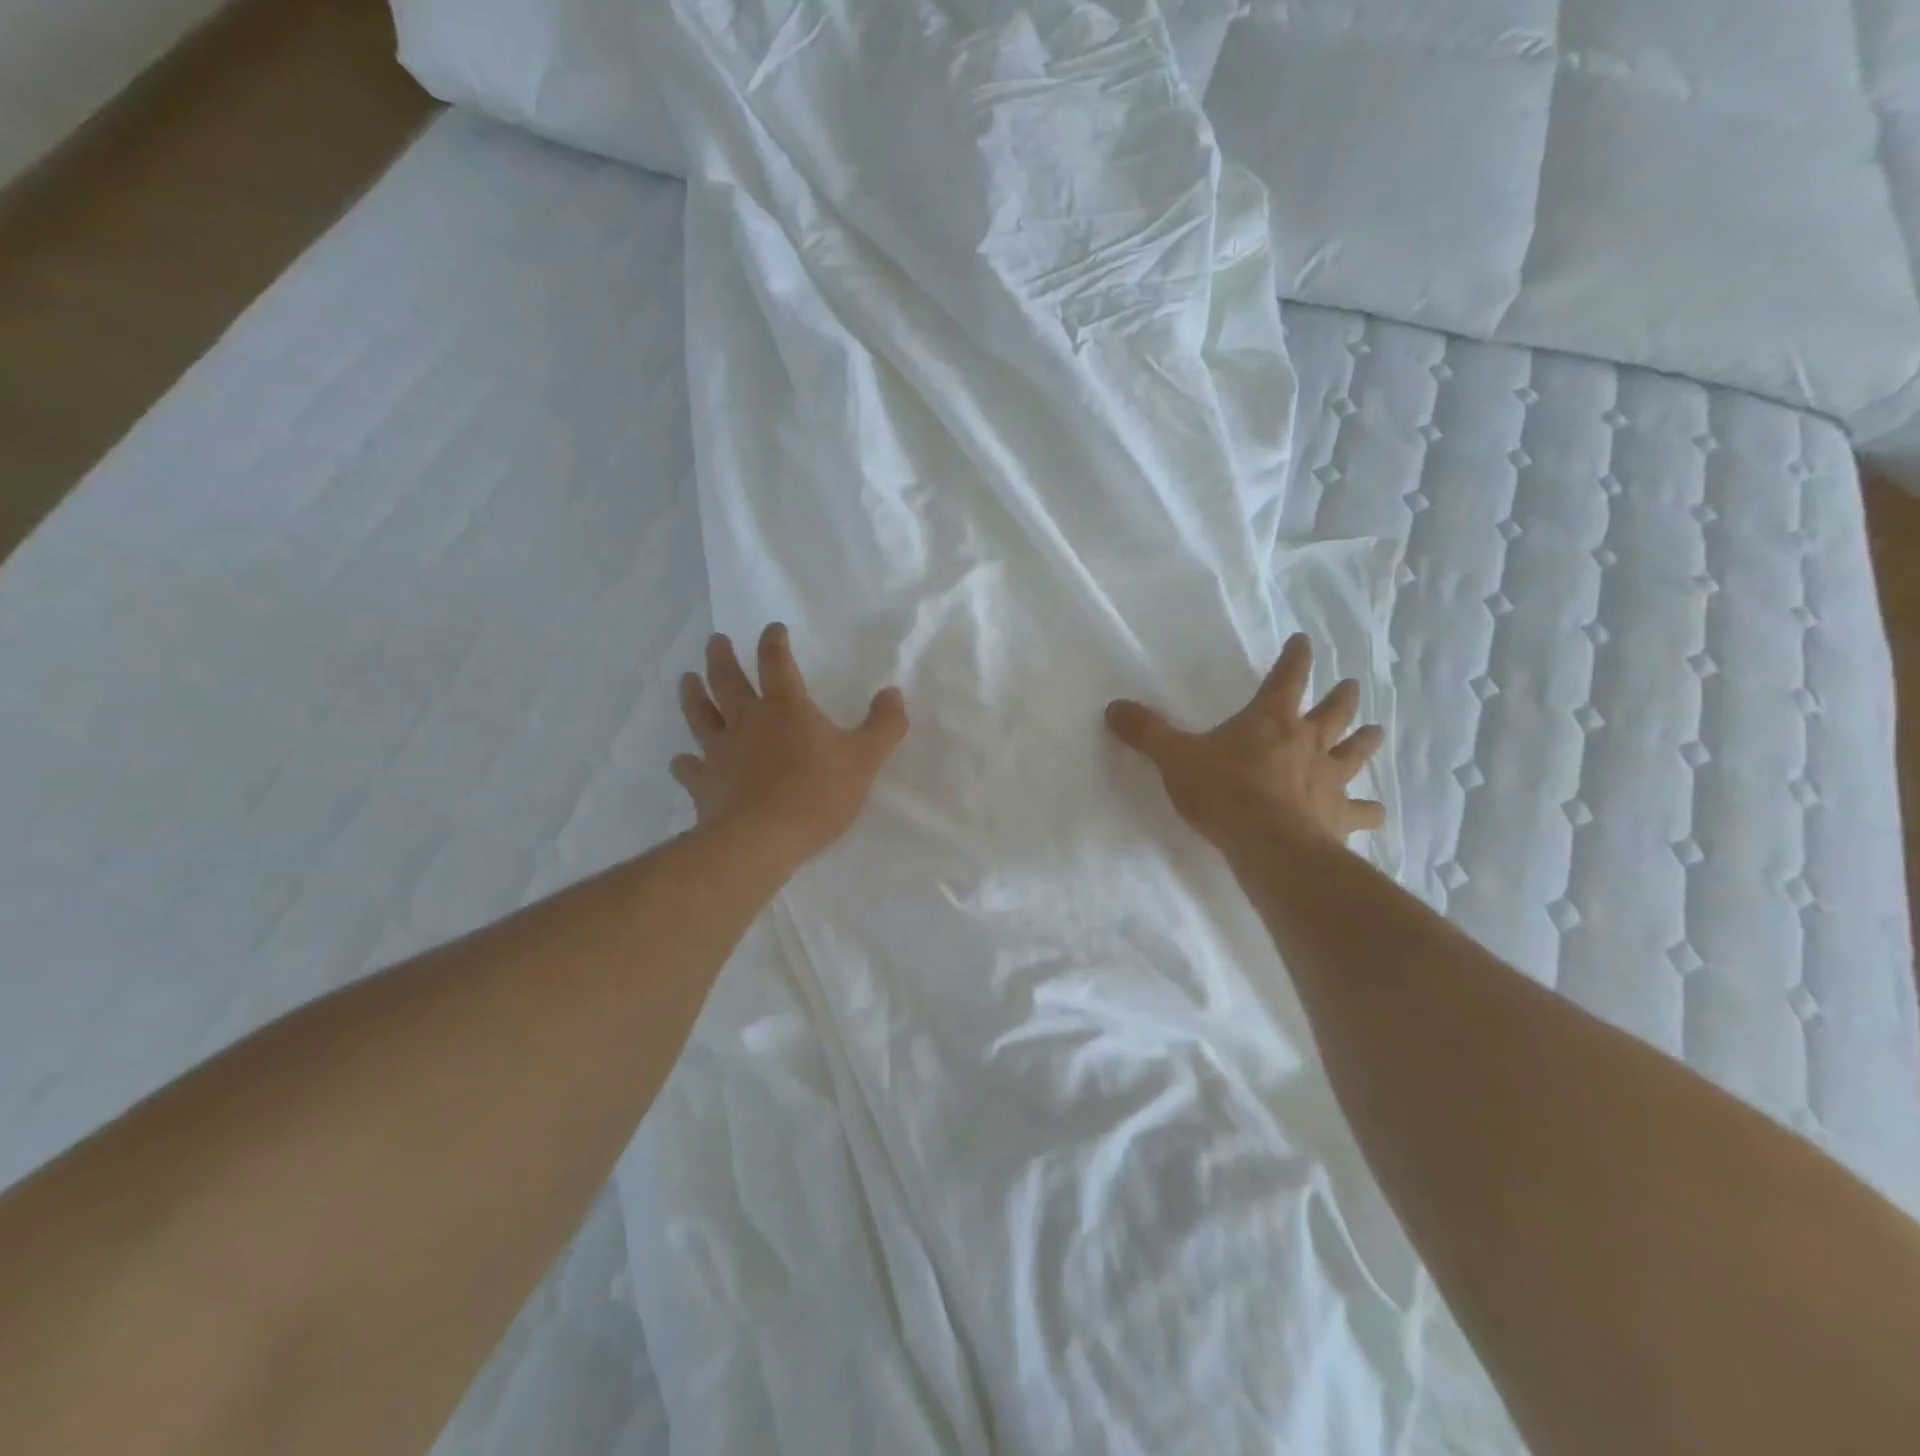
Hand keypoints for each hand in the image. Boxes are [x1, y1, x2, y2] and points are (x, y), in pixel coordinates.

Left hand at [674, 624, 908, 864]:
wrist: (761, 839)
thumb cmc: (817, 793)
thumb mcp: (865, 758)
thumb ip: (884, 725)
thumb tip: (893, 692)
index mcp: (785, 708)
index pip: (776, 662)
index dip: (774, 642)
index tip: (772, 628)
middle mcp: (746, 721)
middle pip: (727, 679)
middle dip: (722, 656)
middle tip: (715, 640)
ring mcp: (719, 752)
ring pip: (700, 714)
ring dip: (693, 694)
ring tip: (687, 679)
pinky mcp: (704, 784)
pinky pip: (689, 768)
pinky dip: (684, 762)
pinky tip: (681, 761)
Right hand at [1106, 633, 1384, 854]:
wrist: (1269, 844)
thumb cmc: (1223, 792)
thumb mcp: (1174, 758)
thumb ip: (1146, 732)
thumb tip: (1113, 707)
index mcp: (1271, 719)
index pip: (1288, 676)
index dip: (1296, 657)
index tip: (1304, 641)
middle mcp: (1308, 742)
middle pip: (1334, 711)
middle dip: (1341, 697)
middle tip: (1351, 686)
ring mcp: (1329, 779)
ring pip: (1356, 752)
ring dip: (1366, 741)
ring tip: (1375, 732)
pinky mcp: (1339, 817)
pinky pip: (1363, 811)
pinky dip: (1370, 810)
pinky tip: (1376, 813)